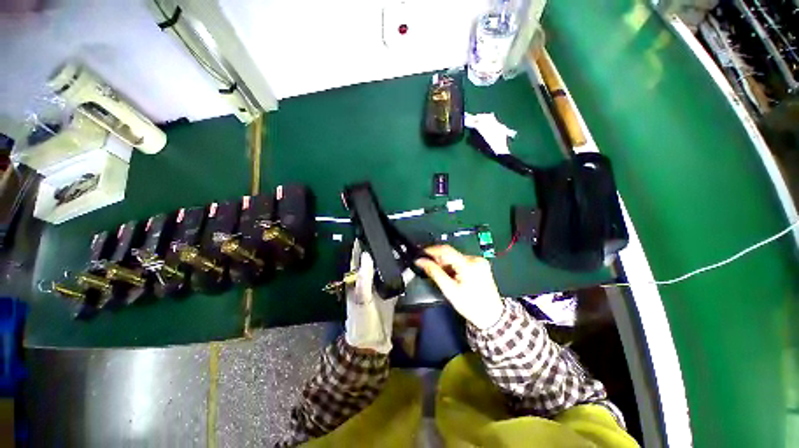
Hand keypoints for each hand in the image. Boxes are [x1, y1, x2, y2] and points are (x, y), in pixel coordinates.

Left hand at [344, 241, 398, 353]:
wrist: (371, 342)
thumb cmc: (360, 320)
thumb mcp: (360, 299)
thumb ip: (364, 278)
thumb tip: (367, 255)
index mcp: (356, 279)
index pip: (358, 257)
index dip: (361, 245)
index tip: (368, 231)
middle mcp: (368, 279)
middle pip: (374, 260)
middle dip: (381, 249)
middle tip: (391, 235)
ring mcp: (380, 285)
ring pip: (387, 268)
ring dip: (393, 259)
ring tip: (403, 246)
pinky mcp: (391, 292)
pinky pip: (398, 280)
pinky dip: (404, 273)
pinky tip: (412, 265)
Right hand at [415, 245, 503, 329]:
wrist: (492, 316)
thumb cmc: (470, 305)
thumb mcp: (449, 290)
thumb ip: (434, 272)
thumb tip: (420, 261)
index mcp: (468, 265)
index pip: (446, 250)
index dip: (431, 250)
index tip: (420, 253)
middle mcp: (475, 259)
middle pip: (451, 253)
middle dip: (438, 259)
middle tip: (428, 267)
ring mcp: (480, 261)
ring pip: (456, 257)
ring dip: (446, 263)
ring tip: (440, 274)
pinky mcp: (481, 264)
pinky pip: (462, 260)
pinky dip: (454, 265)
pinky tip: (451, 274)